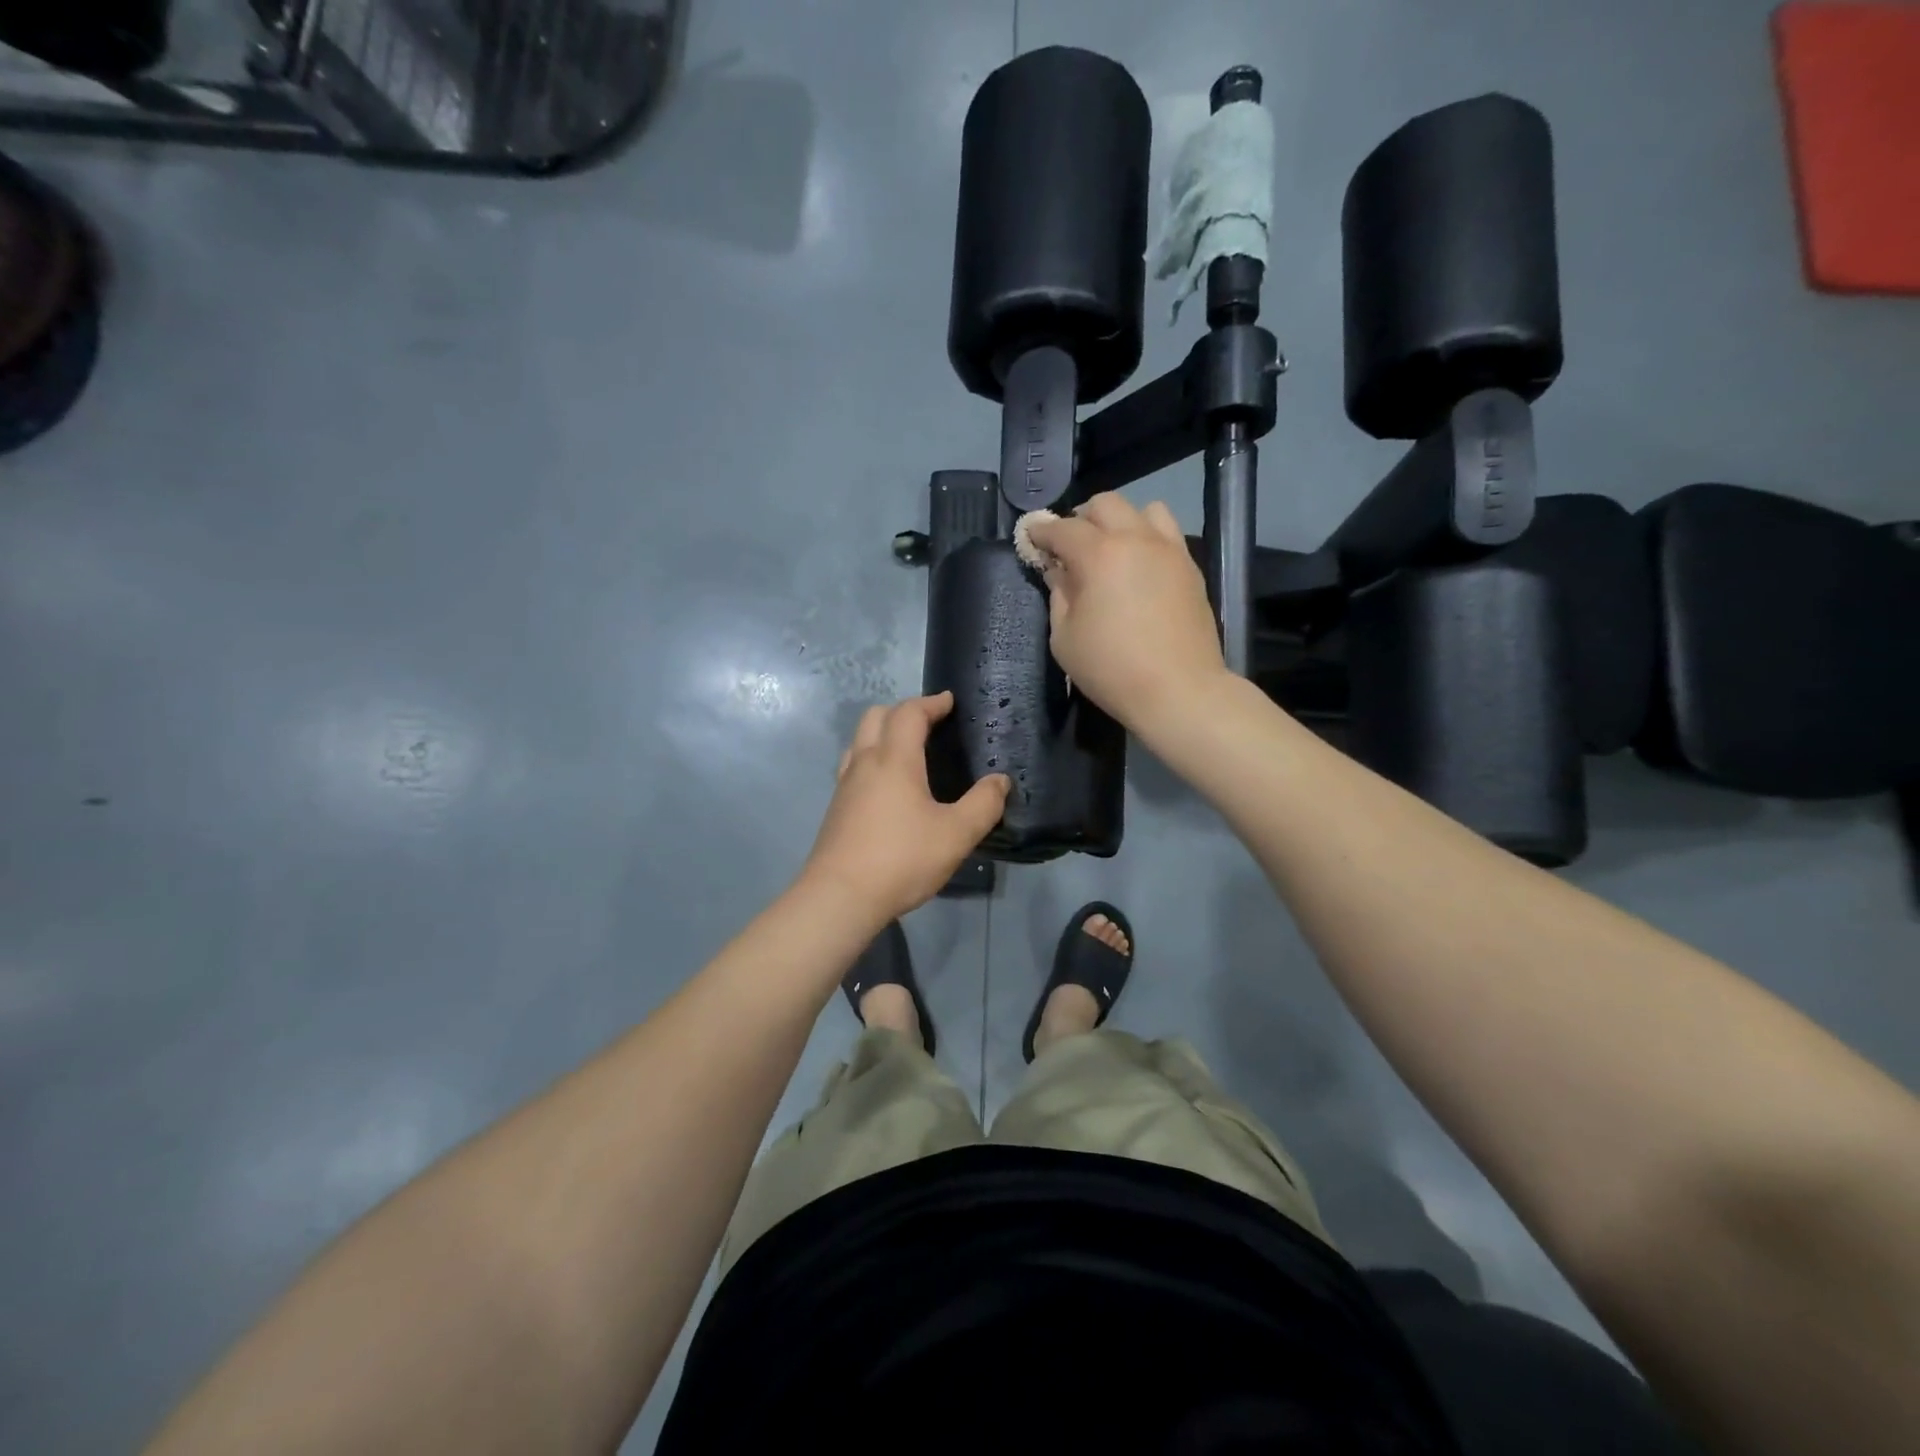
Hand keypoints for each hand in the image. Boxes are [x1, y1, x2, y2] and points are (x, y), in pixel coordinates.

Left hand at [801, 693, 1009, 925]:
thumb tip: (1000, 781)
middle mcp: (864, 763)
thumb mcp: (956, 835)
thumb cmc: (901, 859)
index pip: (909, 713)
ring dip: (882, 732)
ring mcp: (845, 785)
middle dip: (903, 711)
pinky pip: (853, 766)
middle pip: (876, 716)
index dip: (931, 703)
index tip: (949, 702)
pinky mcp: (836, 808)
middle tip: (929, 723)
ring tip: (907, 750)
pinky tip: (886, 786)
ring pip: (859, 740)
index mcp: (894, 760)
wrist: (839, 897)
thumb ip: (983, 805)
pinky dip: (871, 758)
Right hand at [1024, 496, 1227, 732]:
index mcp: (1099, 555)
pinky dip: (1147, 538)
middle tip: (1070, 546)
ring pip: (1144, 510)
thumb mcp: (1065, 638)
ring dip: (1121, 522)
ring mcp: (1169, 550)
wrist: (1179, 690)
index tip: (1030, 535)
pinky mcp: (1190, 567)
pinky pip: (1167, 534)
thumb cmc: (1112, 669)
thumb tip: (1060, 571)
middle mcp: (1136, 539)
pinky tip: (1139, 568)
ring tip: (1112, 550)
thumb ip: (1059, 595)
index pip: (1062, 529)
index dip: (1041, 530)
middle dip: (1081, 519)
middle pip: (1105, 504)